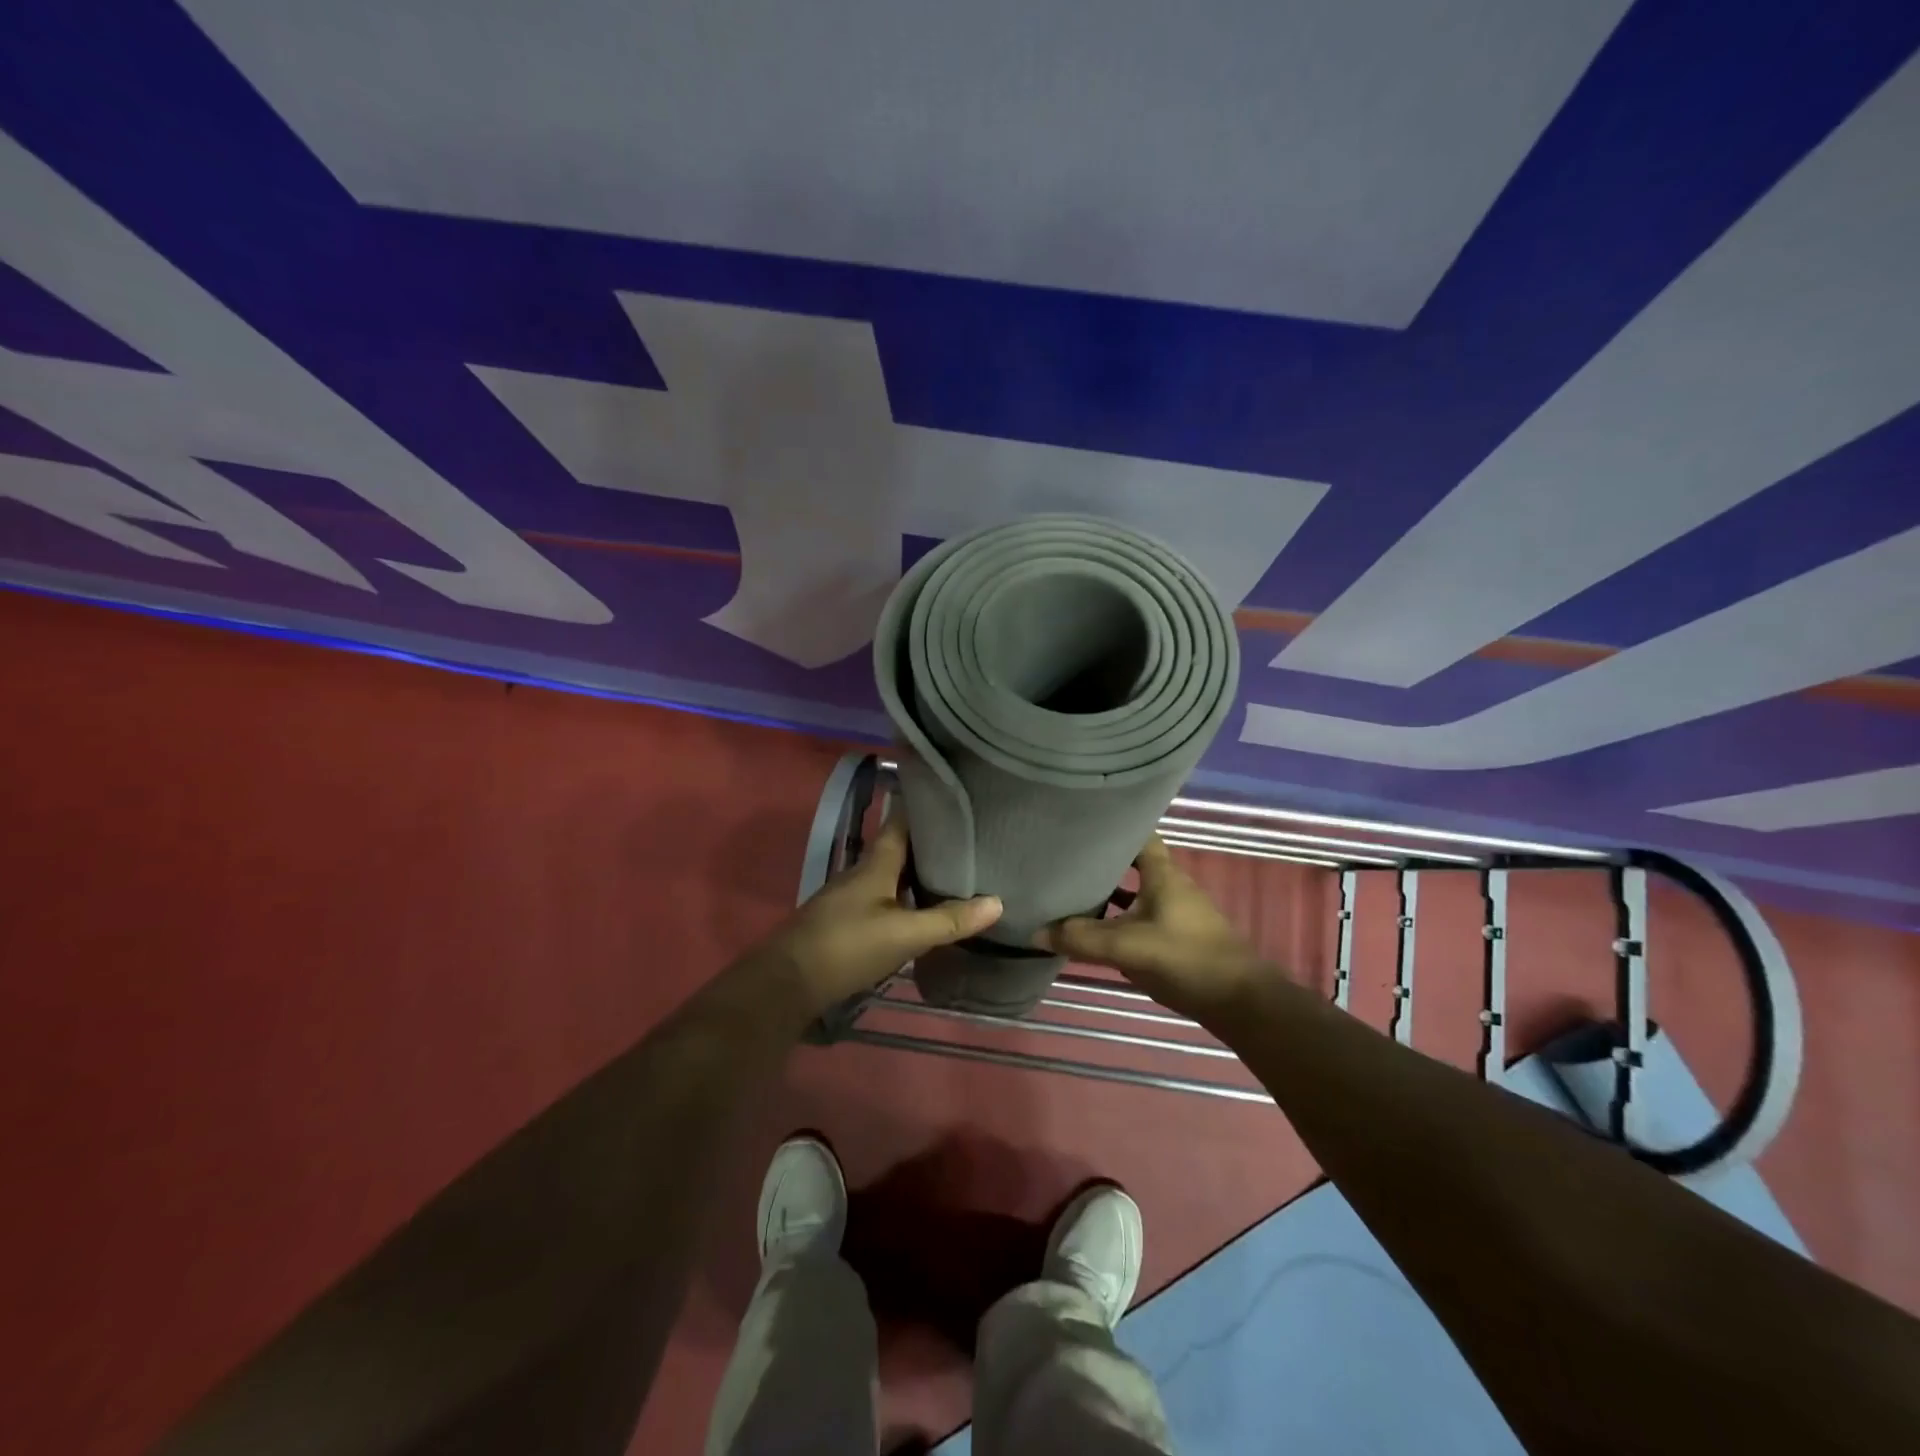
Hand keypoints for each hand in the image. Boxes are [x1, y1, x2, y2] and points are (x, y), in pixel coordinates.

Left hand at [756, 815, 1002, 1017]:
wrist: (789, 983)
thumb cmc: (847, 946)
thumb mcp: (905, 934)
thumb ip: (949, 919)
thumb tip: (998, 901)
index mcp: (876, 864)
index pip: (902, 822)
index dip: (926, 809)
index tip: (957, 801)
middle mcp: (863, 873)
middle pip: (900, 849)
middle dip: (931, 844)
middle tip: (971, 841)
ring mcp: (852, 897)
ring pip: (893, 875)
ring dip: (919, 873)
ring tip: (957, 874)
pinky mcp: (847, 921)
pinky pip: (885, 898)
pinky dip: (907, 898)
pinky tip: (924, 910)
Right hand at [1035, 835, 1259, 1022]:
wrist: (1239, 1002)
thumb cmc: (1186, 958)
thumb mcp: (1127, 947)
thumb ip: (1081, 938)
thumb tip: (1036, 931)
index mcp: (1163, 874)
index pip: (1139, 834)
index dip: (1113, 827)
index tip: (1082, 824)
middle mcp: (1171, 886)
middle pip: (1133, 864)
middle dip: (1103, 861)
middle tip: (1066, 860)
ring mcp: (1176, 913)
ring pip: (1136, 893)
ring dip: (1110, 893)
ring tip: (1072, 893)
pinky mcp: (1178, 938)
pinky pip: (1141, 918)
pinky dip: (1120, 920)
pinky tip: (1098, 933)